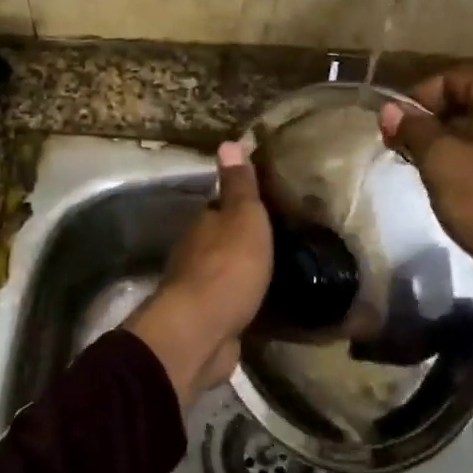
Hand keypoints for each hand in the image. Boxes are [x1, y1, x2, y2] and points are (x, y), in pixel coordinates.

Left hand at [124, 141, 272, 406]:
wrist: (202, 331)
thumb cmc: (228, 267)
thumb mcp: (243, 217)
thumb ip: (239, 186)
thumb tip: (229, 142)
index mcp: (203, 225)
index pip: (220, 207)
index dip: (239, 205)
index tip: (264, 205)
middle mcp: (195, 255)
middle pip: (220, 241)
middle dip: (242, 241)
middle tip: (278, 240)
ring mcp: (199, 291)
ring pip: (224, 274)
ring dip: (243, 272)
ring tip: (277, 271)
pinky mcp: (209, 322)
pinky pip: (231, 305)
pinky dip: (244, 301)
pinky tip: (265, 304)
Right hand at [378, 63, 472, 282]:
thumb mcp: (445, 164)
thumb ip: (416, 131)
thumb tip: (389, 110)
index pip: (448, 79)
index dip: (413, 106)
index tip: (391, 137)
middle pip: (470, 101)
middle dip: (435, 128)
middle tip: (409, 159)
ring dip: (458, 148)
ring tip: (434, 178)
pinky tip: (467, 190)